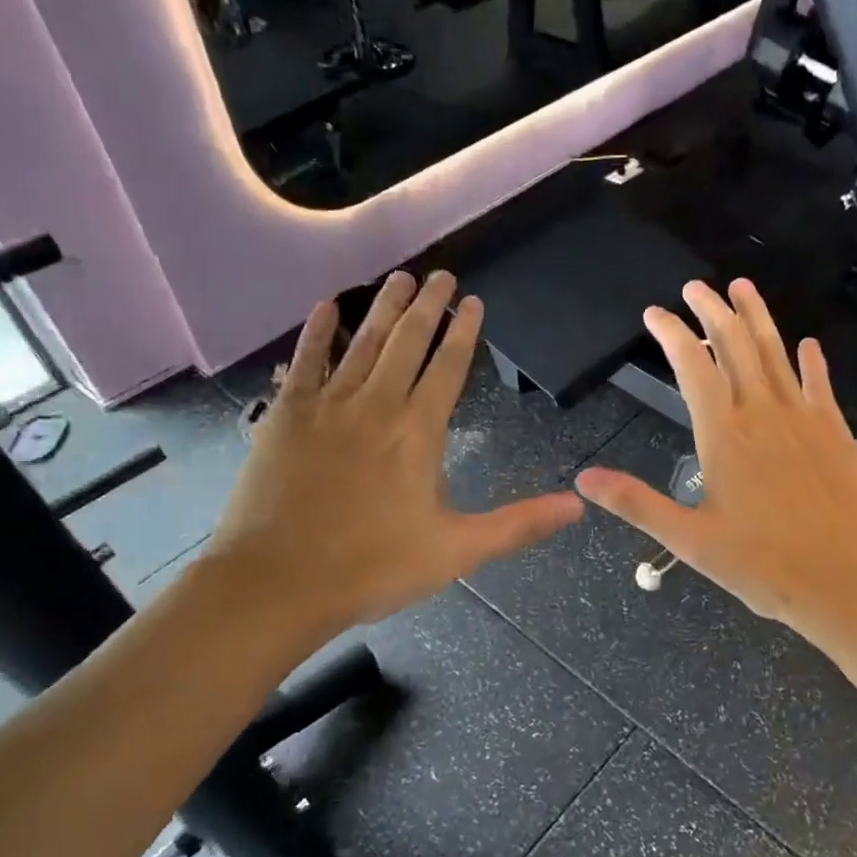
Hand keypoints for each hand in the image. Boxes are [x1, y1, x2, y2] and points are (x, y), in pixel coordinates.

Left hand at [204, 271, 582, 636]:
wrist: (279, 581)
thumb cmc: (373, 567)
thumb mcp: (457, 551)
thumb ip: (518, 524)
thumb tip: (577, 505)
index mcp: (418, 432)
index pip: (448, 367)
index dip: (464, 332)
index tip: (473, 300)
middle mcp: (376, 405)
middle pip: (407, 341)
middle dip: (428, 305)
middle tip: (440, 274)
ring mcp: (327, 405)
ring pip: (362, 342)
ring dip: (382, 307)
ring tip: (399, 278)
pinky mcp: (286, 415)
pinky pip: (306, 360)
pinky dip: (318, 332)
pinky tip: (327, 308)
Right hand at [575, 279, 856, 646]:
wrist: (849, 581)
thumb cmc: (764, 566)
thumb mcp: (690, 540)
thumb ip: (637, 503)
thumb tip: (584, 479)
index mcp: (724, 435)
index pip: (693, 366)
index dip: (672, 334)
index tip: (655, 314)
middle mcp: (763, 413)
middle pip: (736, 345)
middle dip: (713, 311)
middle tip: (696, 288)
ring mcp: (804, 419)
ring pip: (776, 353)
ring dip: (757, 317)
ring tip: (742, 287)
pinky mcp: (836, 432)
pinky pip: (820, 384)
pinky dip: (811, 361)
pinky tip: (807, 345)